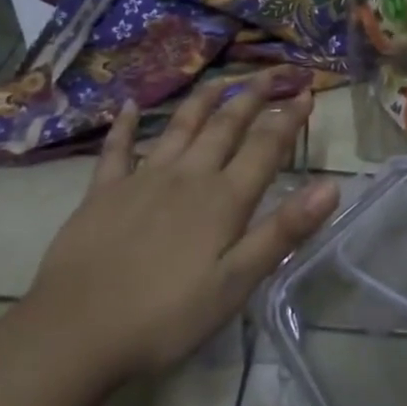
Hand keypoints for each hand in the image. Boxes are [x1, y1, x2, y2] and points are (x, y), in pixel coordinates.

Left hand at [21, 74, 338, 378]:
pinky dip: (125, 125)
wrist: (75, 332)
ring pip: (180, 126)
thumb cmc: (166, 316)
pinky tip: (129, 106)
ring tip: (222, 78)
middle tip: (272, 73)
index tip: (307, 93)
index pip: (265, 146)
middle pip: (226, 125)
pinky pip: (117, 149)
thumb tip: (331, 186)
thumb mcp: (236, 283)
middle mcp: (188, 176)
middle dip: (252, 96)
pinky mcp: (103, 192)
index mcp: (223, 199)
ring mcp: (142, 179)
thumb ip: (283, 231)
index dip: (288, 118)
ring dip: (204, 99)